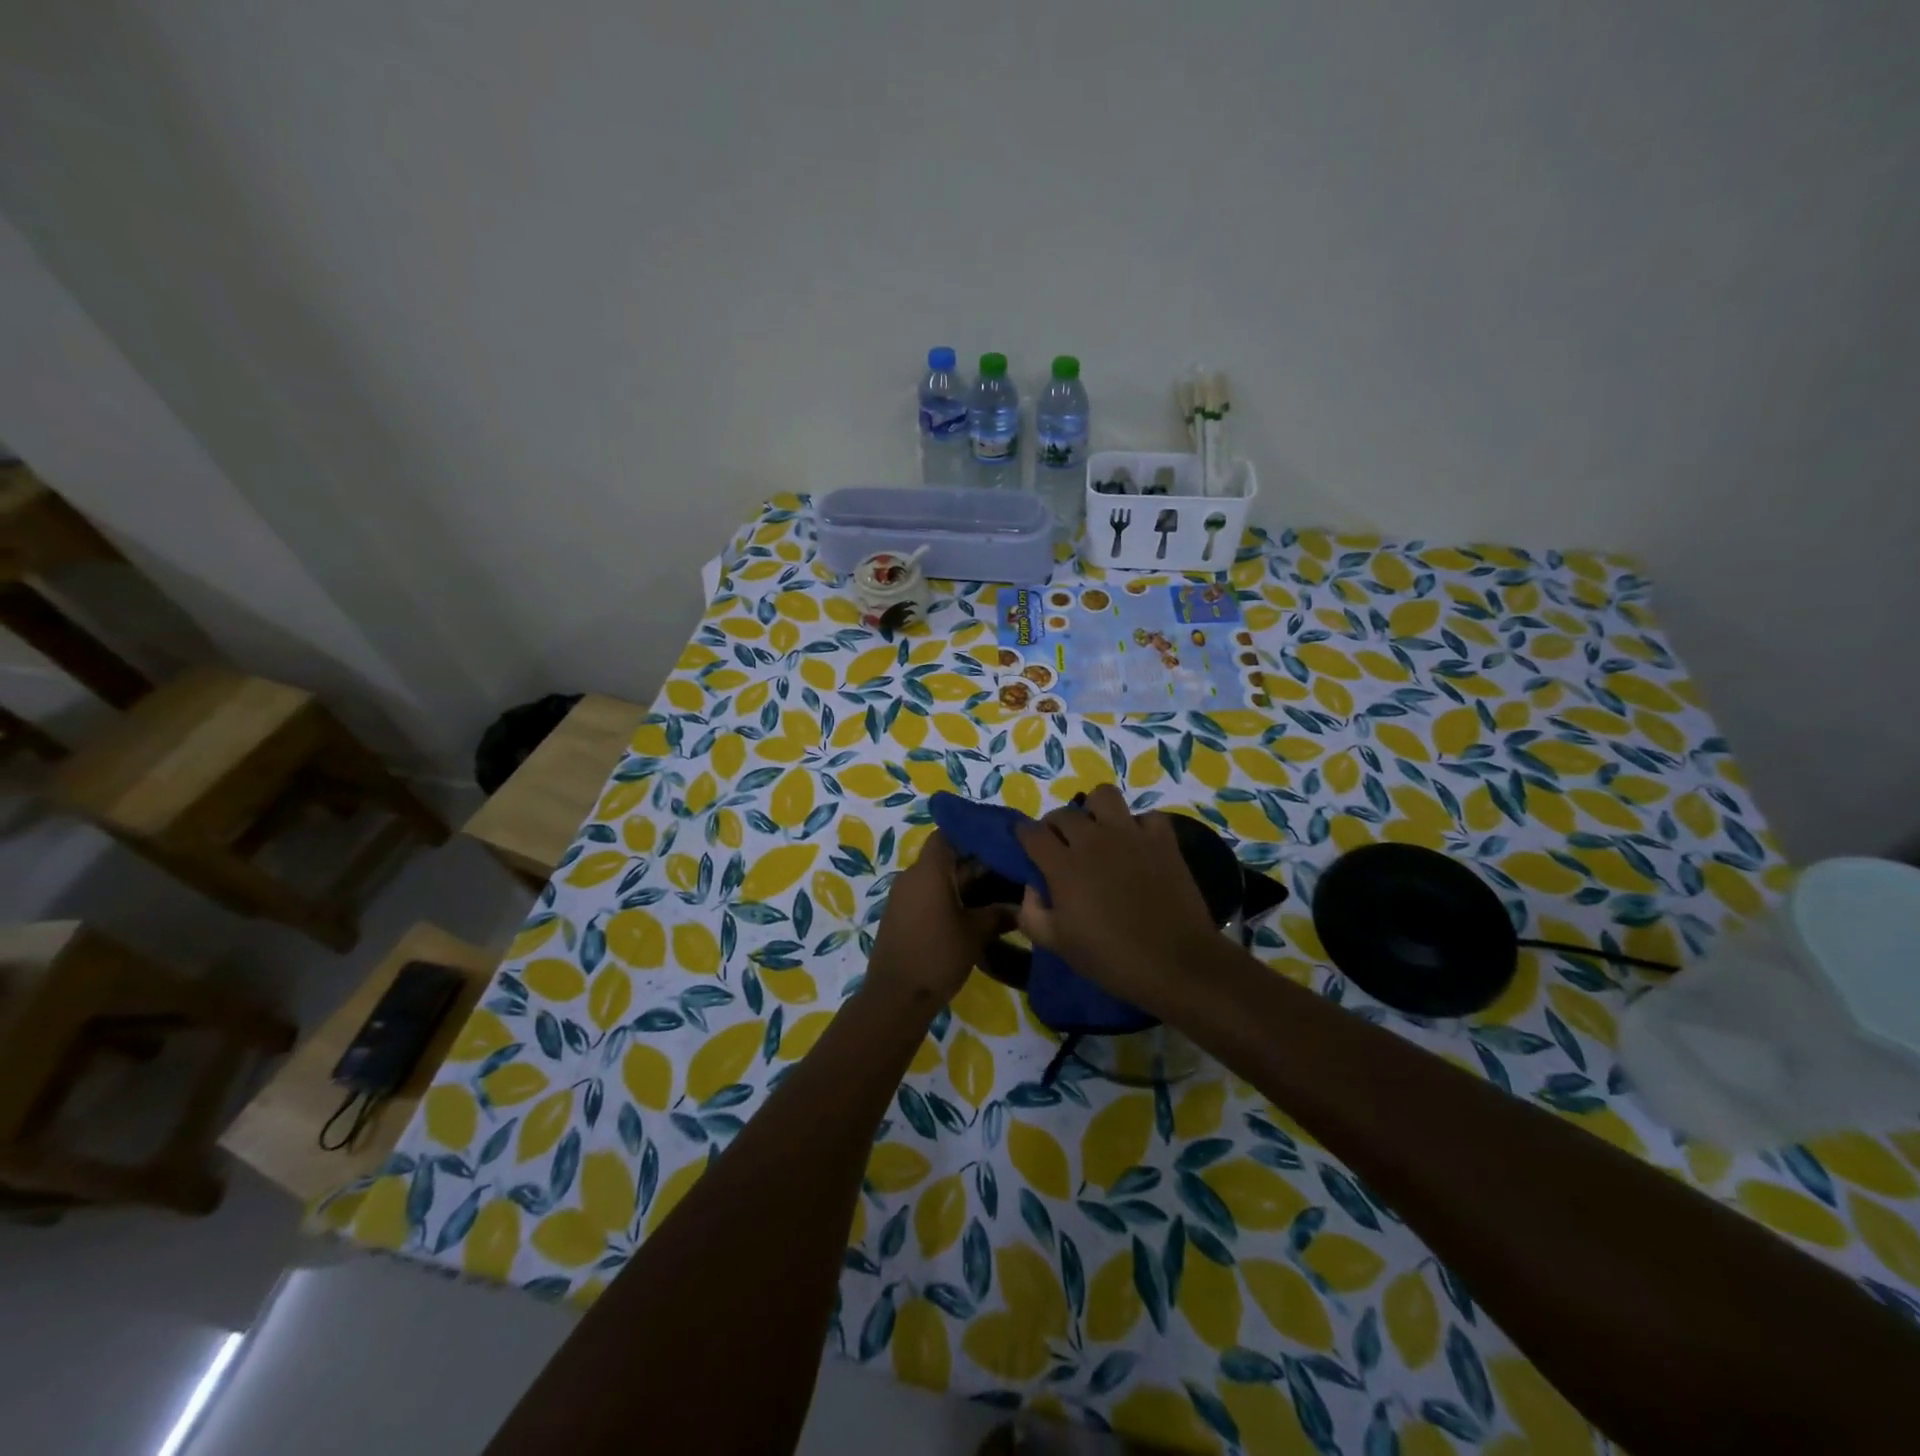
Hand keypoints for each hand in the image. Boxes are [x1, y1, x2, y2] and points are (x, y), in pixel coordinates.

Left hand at [868, 830, 1010, 1006]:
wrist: (895, 998)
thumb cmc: (937, 956)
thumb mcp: (976, 934)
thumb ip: (999, 914)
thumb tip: (1022, 906)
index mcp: (929, 870)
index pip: (948, 834)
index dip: (972, 834)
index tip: (998, 841)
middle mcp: (912, 876)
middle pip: (946, 857)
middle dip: (976, 863)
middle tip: (1009, 870)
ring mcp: (904, 897)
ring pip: (938, 878)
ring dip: (965, 884)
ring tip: (998, 892)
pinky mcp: (901, 916)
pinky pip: (928, 895)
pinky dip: (950, 898)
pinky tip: (974, 913)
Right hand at [1014, 784, 1220, 1014]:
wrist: (1175, 963)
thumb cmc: (1111, 958)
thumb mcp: (1058, 945)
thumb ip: (1032, 914)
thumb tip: (1031, 888)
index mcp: (1063, 866)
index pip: (1032, 833)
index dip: (1024, 835)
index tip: (1026, 844)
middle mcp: (1092, 840)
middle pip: (1064, 813)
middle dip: (1055, 825)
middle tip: (1061, 845)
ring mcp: (1130, 835)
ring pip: (1104, 795)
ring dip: (1095, 809)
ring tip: (1098, 830)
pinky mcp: (1162, 840)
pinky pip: (1147, 816)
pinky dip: (1139, 825)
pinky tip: (1137, 843)